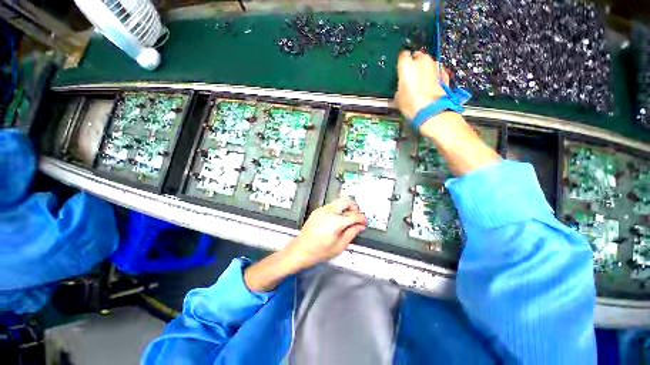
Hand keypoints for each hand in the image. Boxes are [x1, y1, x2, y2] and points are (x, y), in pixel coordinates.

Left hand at [244, 198, 365, 291]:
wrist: (301, 249)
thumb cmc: (319, 251)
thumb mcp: (340, 246)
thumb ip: (352, 233)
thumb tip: (360, 226)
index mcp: (336, 221)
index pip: (355, 215)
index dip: (362, 219)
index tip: (365, 223)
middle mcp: (329, 212)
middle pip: (346, 201)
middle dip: (355, 207)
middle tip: (357, 216)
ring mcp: (322, 210)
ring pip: (338, 201)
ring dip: (346, 207)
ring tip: (348, 217)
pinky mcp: (317, 211)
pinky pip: (331, 205)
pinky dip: (338, 208)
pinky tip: (337, 218)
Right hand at [394, 51, 450, 119]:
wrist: (431, 111)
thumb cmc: (410, 104)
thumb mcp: (398, 97)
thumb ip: (400, 86)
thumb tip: (403, 86)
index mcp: (407, 65)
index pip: (403, 56)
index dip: (402, 63)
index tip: (401, 70)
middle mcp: (422, 60)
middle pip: (418, 57)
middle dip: (416, 64)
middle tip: (412, 76)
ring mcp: (435, 66)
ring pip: (429, 63)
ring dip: (426, 69)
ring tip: (422, 81)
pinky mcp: (444, 74)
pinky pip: (437, 71)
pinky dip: (435, 76)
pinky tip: (432, 85)